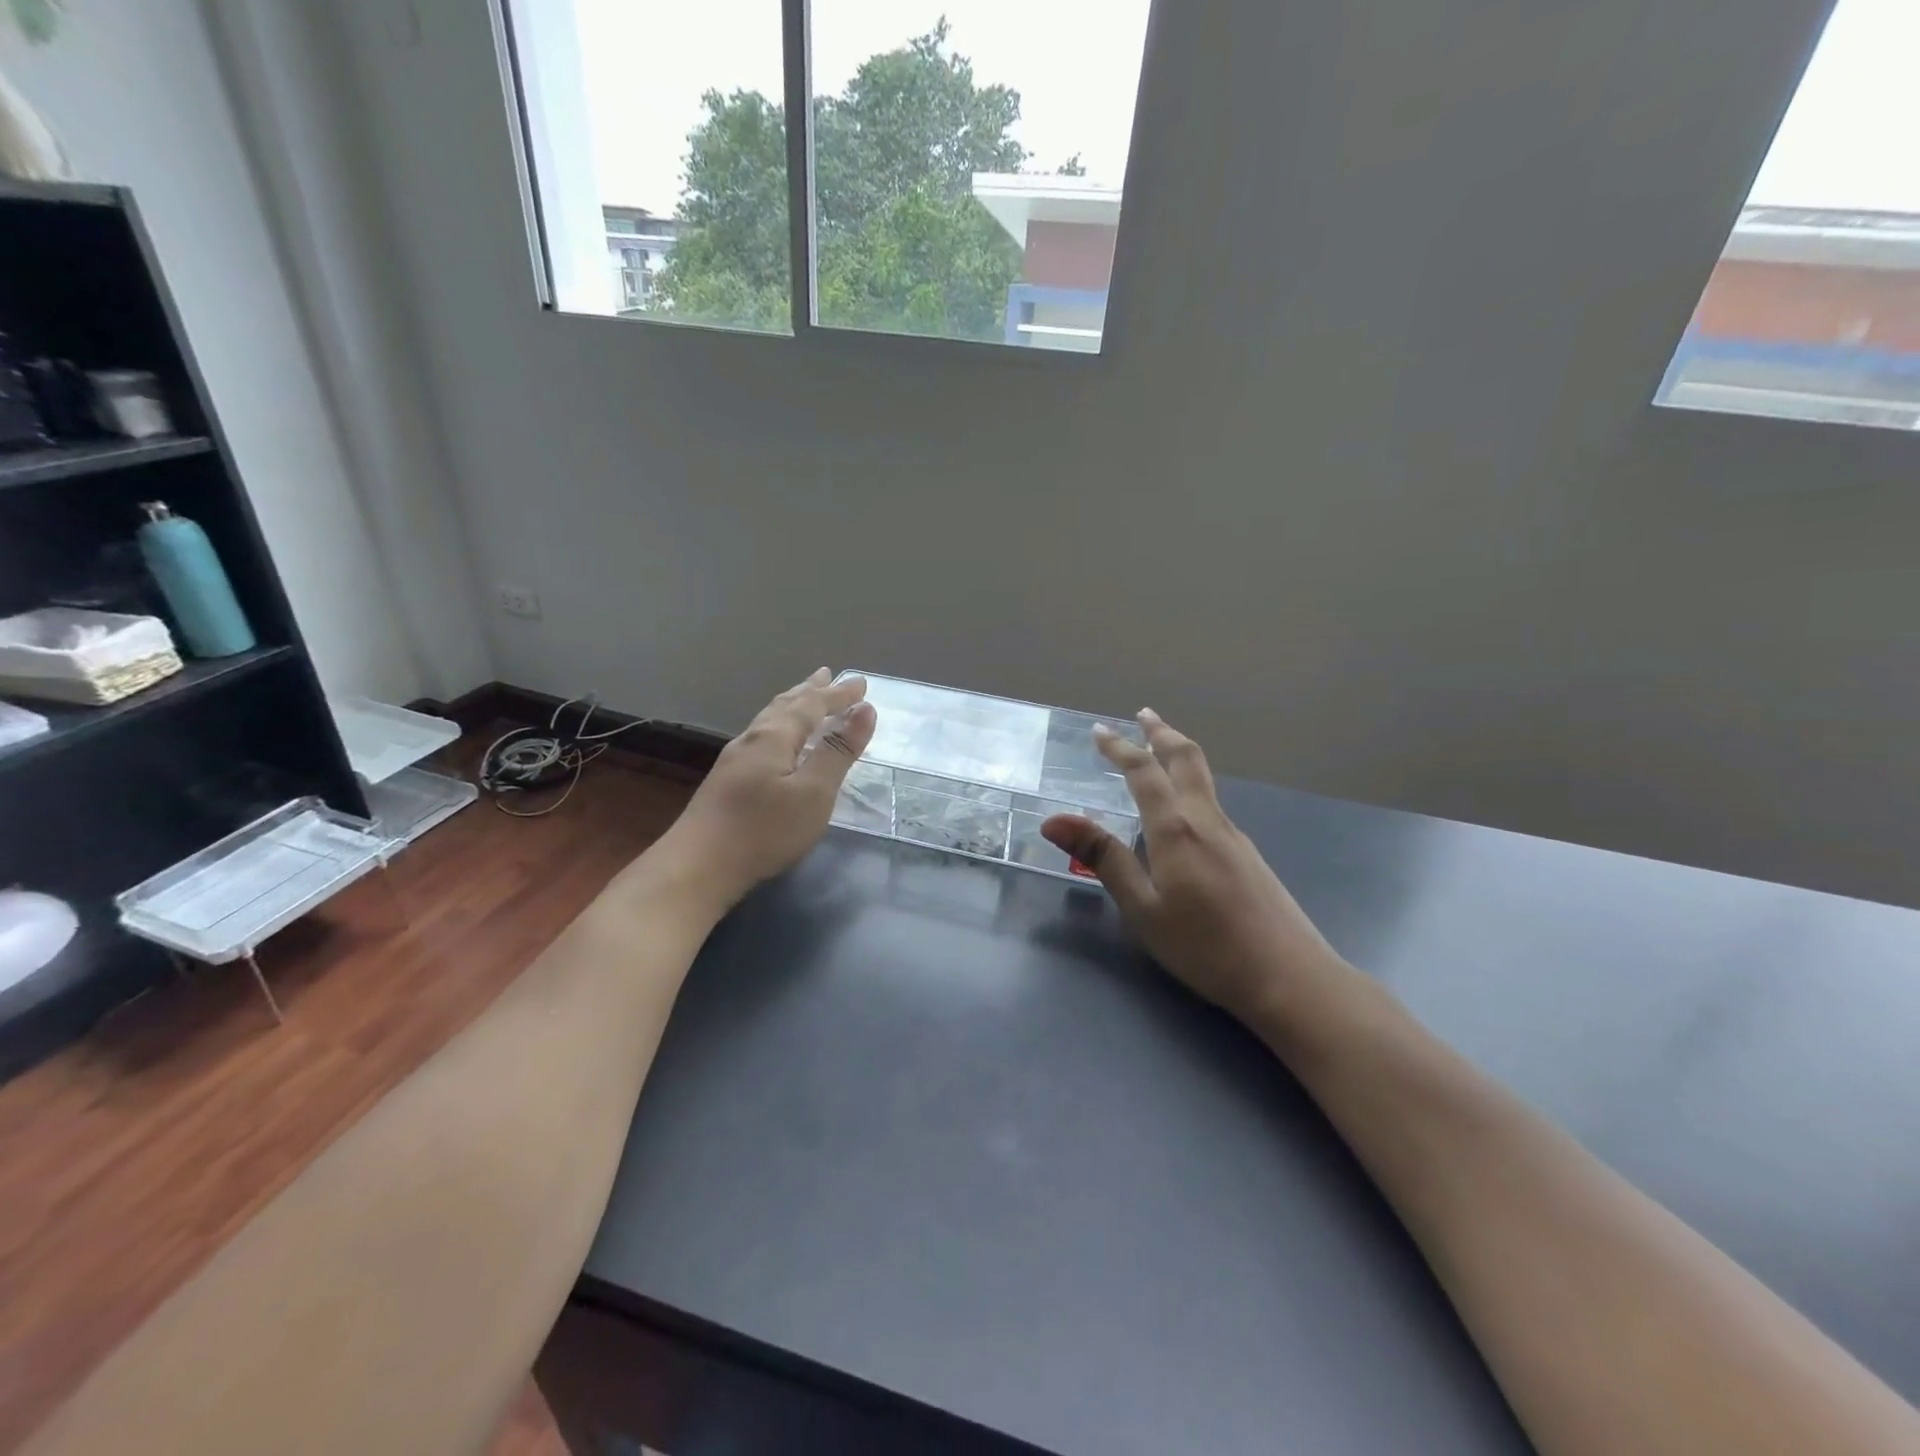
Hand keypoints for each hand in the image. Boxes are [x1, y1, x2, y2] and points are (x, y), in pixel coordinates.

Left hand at [657, 669, 875, 913]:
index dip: (838, 694)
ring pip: (769, 721)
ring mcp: (734, 761)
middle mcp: (752, 740)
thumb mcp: (814, 792)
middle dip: (810, 691)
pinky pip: (762, 739)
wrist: (697, 867)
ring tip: (803, 698)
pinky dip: (780, 728)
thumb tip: (865, 710)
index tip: (861, 682)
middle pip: (785, 706)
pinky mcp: (726, 782)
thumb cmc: (764, 830)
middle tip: (827, 675)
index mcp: (774, 737)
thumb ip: (838, 751)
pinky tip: (776, 743)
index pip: (812, 705)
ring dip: (792, 706)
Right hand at [1040, 710, 1345, 1030]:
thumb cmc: (1205, 946)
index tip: (1099, 731)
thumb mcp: (1142, 908)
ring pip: (1203, 779)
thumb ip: (1102, 859)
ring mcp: (1234, 836)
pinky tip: (1183, 812)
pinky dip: (1190, 785)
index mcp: (1176, 829)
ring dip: (1178, 755)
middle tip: (1144, 714)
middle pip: (1186, 759)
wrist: (1289, 977)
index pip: (1143, 772)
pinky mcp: (1248, 855)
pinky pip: (1212, 804)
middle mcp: (1207, 820)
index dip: (1119, 748)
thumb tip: (1054, 820)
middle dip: (1162, 732)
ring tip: (1160, 749)